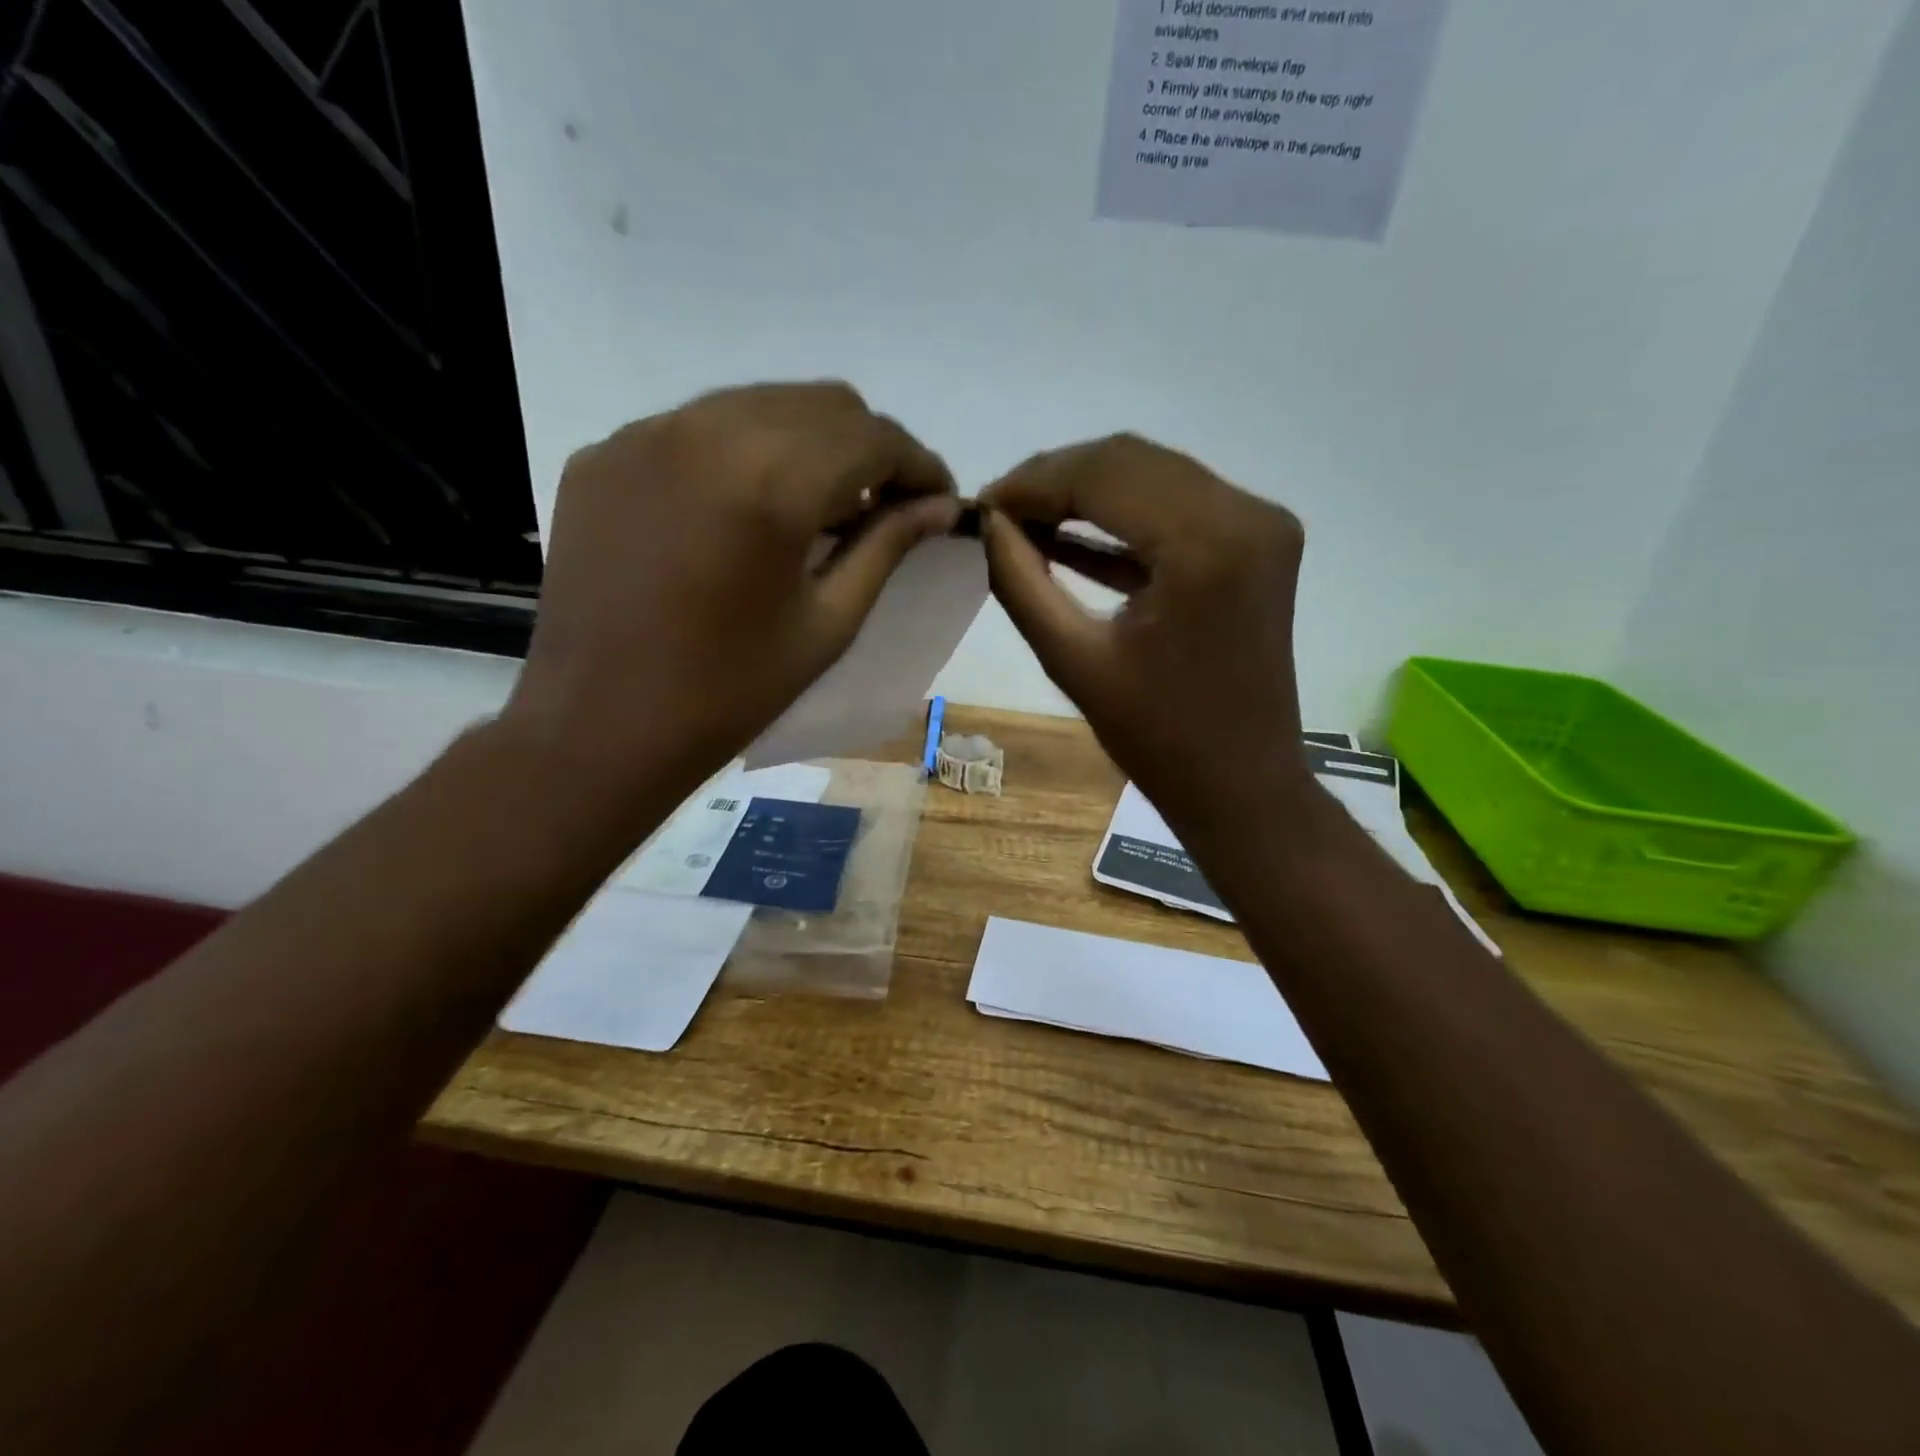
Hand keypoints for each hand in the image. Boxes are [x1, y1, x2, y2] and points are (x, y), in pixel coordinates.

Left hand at [501, 382, 958, 807]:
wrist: (599, 725)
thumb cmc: (731, 691)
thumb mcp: (828, 624)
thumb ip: (887, 547)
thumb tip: (941, 506)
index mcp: (771, 482)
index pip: (873, 438)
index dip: (919, 464)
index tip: (938, 499)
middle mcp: (706, 431)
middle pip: (822, 404)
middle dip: (869, 448)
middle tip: (885, 504)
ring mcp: (644, 435)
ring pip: (759, 404)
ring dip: (809, 442)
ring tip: (821, 504)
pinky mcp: (604, 454)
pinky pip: (697, 428)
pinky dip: (742, 453)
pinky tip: (744, 509)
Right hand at [980, 434, 1307, 831]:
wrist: (1241, 782)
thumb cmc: (1157, 739)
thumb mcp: (1073, 660)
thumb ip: (1021, 582)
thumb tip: (987, 523)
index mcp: (1206, 545)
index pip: (1103, 475)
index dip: (1033, 483)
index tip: (980, 505)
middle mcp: (1246, 514)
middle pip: (1130, 462)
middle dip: (1056, 480)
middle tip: (998, 513)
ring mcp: (1259, 524)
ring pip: (1152, 475)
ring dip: (1085, 492)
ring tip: (1023, 522)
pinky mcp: (1256, 541)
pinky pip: (1175, 507)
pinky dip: (1121, 517)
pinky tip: (1066, 535)